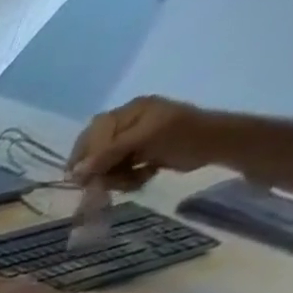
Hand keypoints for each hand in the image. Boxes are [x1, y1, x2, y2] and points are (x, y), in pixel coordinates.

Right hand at [71, 95, 226, 189]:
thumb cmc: (185, 135)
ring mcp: (131, 140)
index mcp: (129, 111)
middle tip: (111, 181)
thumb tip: (75, 173)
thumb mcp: (146, 138)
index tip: (86, 178)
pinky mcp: (136, 155)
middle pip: (93, 154)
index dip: (84, 158)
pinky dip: (125, 180)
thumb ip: (108, 153)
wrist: (217, 145)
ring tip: (133, 179)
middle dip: (101, 171)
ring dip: (115, 179)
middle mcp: (126, 124)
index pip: (90, 135)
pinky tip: (141, 177)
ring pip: (103, 167)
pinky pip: (116, 172)